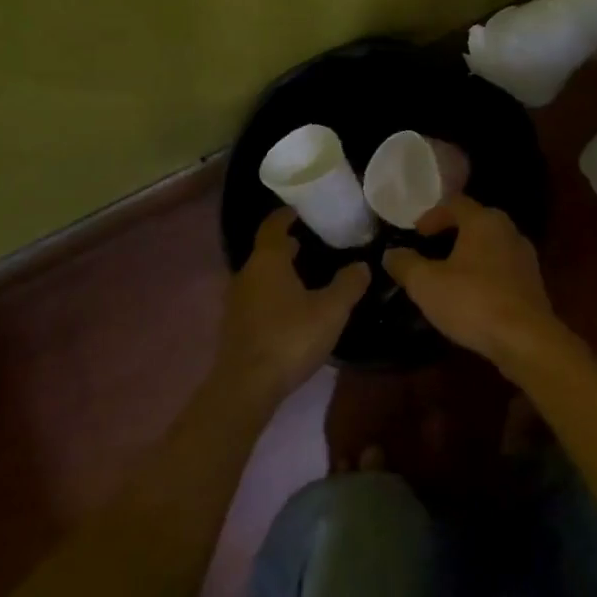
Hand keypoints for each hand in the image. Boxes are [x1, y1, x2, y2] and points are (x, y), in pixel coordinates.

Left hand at [218, 210, 370, 400]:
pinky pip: (255, 297)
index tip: (299, 210)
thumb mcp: (330, 310)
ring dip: (279, 271)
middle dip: (285, 245)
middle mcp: (246, 274)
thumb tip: (361, 265)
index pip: (273, 226)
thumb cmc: (290, 338)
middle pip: (266, 250)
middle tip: (310, 242)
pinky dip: (272, 292)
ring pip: (260, 275)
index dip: (285, 215)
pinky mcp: (234, 325)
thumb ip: (348, 285)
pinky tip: (290, 308)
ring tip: (304, 275)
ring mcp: (236, 301)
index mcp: (268, 261)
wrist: (246, 386)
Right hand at [382, 197, 558, 367]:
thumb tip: (391, 253)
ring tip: (448, 275)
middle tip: (430, 250)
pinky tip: (471, 296)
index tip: (416, 234)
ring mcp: (525, 257)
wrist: (526, 340)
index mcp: (484, 221)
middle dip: (451, 233)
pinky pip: (502, 268)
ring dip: (469, 255)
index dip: (432, 215)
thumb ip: (405, 264)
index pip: (455, 203)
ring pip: (490, 246)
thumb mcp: (425, 283)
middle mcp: (509, 231)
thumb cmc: (472, 301)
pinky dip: (484, 274)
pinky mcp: (533, 283)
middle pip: (475, 222)